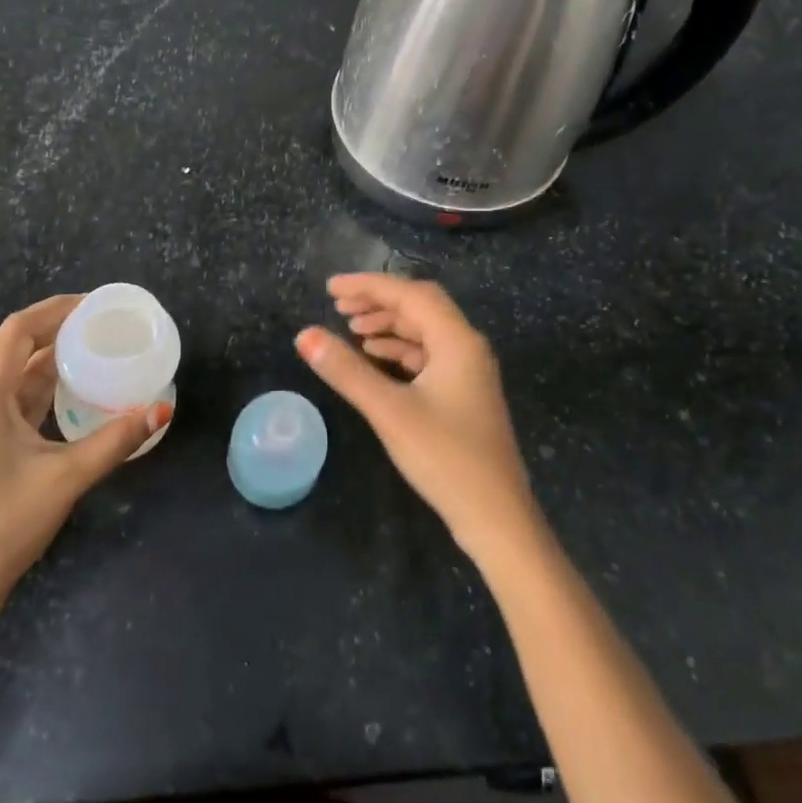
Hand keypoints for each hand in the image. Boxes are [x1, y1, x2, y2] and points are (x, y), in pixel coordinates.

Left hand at [0, 295, 171, 615]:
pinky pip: (13, 403)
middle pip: (16, 349)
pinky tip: (76, 396)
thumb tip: (161, 411)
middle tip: (106, 328)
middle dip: (59, 333)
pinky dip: (44, 392)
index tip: (95, 304)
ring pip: (15, 378)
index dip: (56, 310)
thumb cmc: (1, 524)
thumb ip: (115, 441)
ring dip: (52, 363)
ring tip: (98, 354)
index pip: (17, 330)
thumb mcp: (65, 478)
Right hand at [296, 274, 543, 565]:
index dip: (369, 285)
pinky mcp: (465, 394)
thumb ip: (346, 371)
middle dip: (379, 301)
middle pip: (420, 306)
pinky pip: (429, 354)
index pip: (410, 294)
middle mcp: (468, 347)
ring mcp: (470, 371)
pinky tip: (377, 357)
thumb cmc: (445, 458)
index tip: (330, 287)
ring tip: (352, 329)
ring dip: (389, 324)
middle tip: (338, 305)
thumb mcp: (389, 411)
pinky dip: (400, 349)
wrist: (496, 516)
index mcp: (457, 341)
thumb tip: (305, 335)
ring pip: (425, 331)